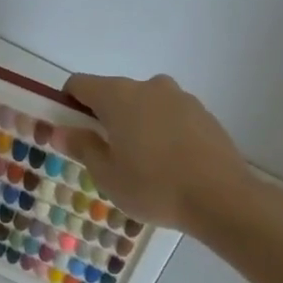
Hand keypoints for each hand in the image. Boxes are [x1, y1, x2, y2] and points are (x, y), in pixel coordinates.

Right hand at [56, 74, 255, 233]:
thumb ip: (82, 146)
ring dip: (134, 123)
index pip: (79, 84)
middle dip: (103, 117)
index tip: (71, 130)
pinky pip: (169, 115)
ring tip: (142, 162)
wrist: (222, 198)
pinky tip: (169, 163)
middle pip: (112, 93)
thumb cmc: (154, 186)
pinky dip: (161, 130)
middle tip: (106, 154)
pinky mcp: (203, 113)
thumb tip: (60, 131)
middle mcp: (147, 86)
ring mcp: (179, 97)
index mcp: (117, 96)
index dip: (68, 103)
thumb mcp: (107, 174)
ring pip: (143, 104)